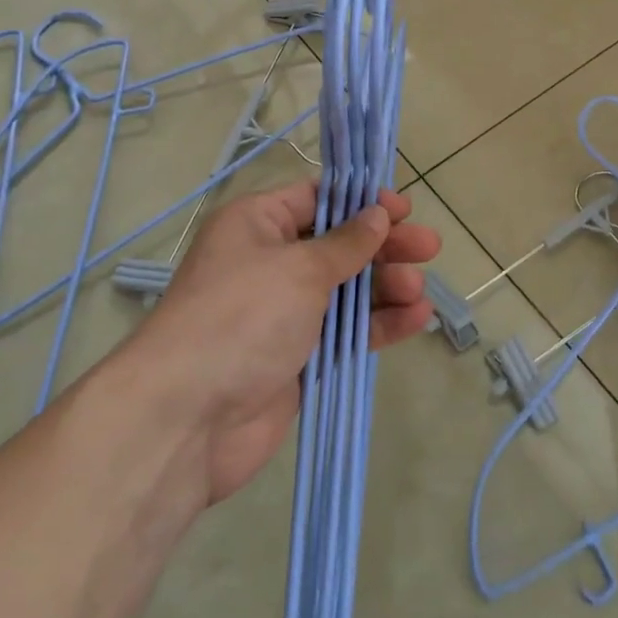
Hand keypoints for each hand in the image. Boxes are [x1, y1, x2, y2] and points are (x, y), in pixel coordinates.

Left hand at [134, 181, 440, 504]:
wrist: (188, 417)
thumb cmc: (242, 316)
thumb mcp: (299, 268)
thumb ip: (346, 243)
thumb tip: (377, 214)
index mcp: (257, 225)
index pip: (316, 199)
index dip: (361, 201)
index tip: (402, 209)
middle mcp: (269, 263)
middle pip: (338, 245)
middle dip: (383, 246)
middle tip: (429, 247)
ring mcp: (284, 313)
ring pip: (346, 290)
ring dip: (385, 287)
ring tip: (420, 291)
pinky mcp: (298, 357)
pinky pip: (345, 332)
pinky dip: (378, 324)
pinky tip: (416, 320)